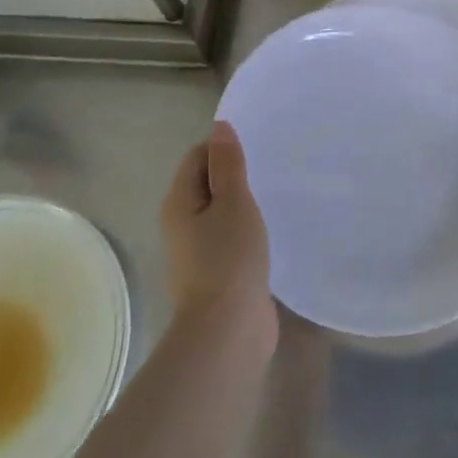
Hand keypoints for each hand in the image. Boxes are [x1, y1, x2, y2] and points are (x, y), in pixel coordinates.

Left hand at [161, 122, 275, 352]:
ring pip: (223, 213)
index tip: (259, 145)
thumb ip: (228, 165)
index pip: (198, 157)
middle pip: (208, 185)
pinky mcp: (220, 273)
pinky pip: (234, 238)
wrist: (227, 331)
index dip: (224, 147)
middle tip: (273, 165)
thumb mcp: (233, 202)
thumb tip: (219, 127)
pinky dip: (250, 229)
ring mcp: (200, 252)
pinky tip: (276, 228)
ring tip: (279, 192)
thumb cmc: (228, 258)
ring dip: (245, 203)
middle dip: (237, 174)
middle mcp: (183, 224)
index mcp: (179, 203)